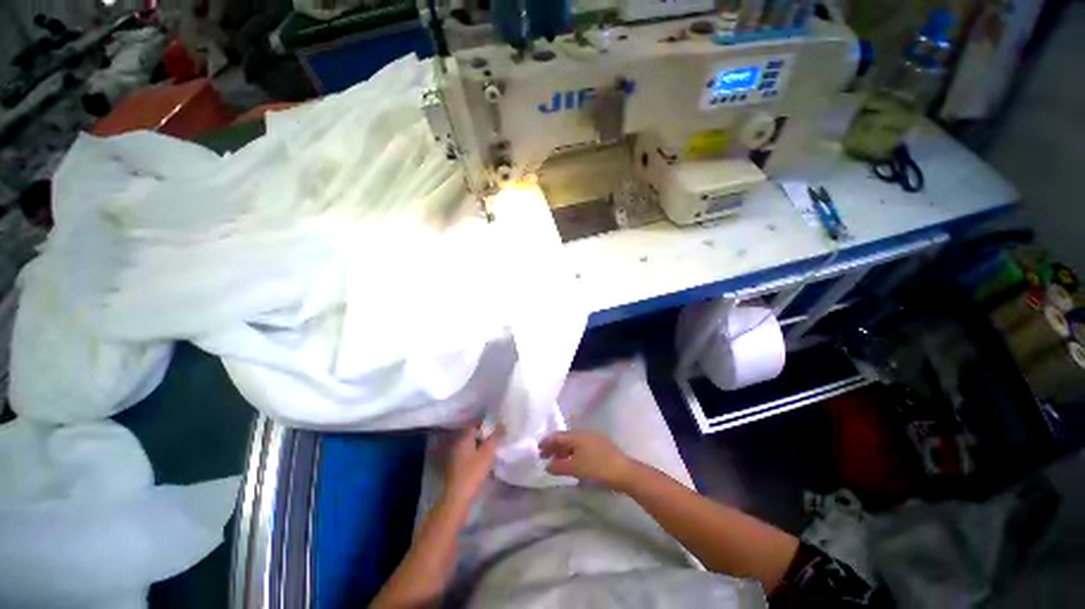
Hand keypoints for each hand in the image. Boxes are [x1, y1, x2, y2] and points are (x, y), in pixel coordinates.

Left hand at [440, 425, 498, 508]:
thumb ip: (495, 437)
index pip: (474, 424)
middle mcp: (457, 445)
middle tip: (497, 436)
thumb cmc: (473, 472)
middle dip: (484, 434)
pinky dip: (477, 455)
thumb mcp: (488, 453)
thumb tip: (502, 424)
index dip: (485, 423)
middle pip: (472, 435)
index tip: (496, 425)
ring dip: (481, 446)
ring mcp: (456, 457)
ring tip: (494, 448)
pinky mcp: (457, 468)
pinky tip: (485, 461)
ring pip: (471, 446)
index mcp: (463, 438)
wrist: (458, 498)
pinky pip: (469, 456)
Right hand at [539, 431, 635, 489]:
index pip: (557, 435)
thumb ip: (559, 466)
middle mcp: (584, 433)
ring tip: (557, 461)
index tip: (537, 450)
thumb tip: (547, 465)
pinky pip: (582, 447)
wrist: (624, 472)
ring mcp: (594, 438)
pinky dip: (573, 453)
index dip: (546, 442)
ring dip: (564, 451)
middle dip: (554, 446)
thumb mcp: (575, 469)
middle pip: (565, 438)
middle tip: (544, 456)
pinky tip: (573, 463)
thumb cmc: (597, 468)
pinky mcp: (601, 446)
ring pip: (574, 442)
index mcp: (577, 435)